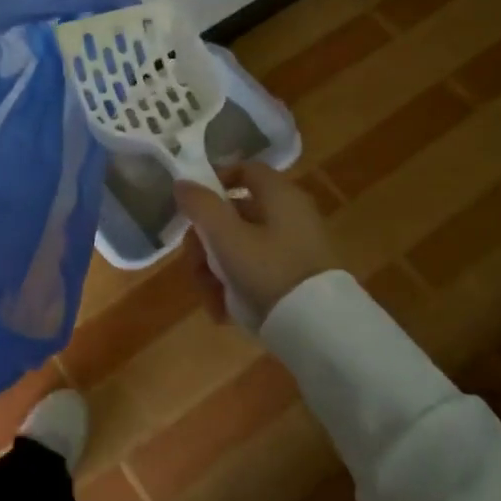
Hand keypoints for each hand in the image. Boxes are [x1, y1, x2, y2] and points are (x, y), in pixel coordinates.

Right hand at [175, 163, 339, 329]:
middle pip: (233, 215)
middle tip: (195, 265)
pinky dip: (234, 287)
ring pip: (238, 247)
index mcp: (279, 195)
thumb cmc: (269, 270)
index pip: (243, 170)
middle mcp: (289, 215)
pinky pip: (254, 271)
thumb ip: (200, 205)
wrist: (319, 330)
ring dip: (214, 270)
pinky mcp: (293, 277)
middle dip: (205, 242)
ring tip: (209, 297)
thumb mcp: (226, 236)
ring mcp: (293, 248)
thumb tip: (182, 183)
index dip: (214, 181)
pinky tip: (223, 310)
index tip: (190, 207)